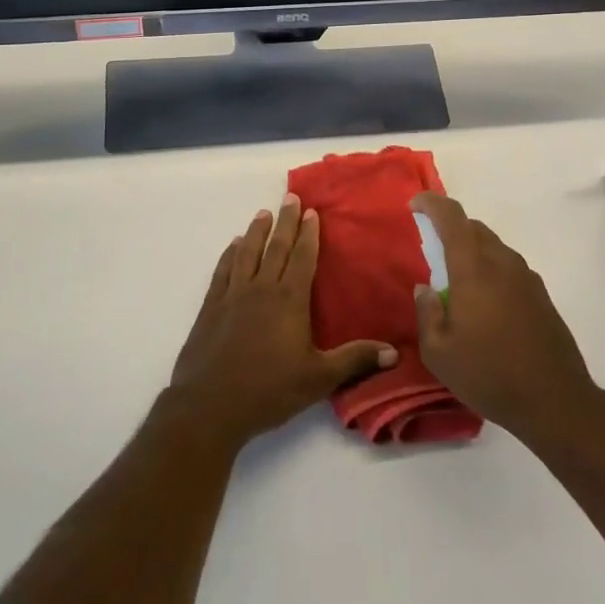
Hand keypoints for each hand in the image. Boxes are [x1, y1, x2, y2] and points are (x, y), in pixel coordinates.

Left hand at [170, 194, 396, 449]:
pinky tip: (233, 246)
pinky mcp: (211, 307)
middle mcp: (262, 288)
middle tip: (290, 198)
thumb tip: (395, 352)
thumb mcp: (319, 378)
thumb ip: (355, 360)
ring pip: (247, 252)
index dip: (309, 233)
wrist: (210, 406)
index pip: (303, 257)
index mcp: (290, 300)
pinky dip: (229, 254)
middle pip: (276, 247)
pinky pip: (223, 271)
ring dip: (257, 231)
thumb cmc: (269, 391)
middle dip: (285, 221)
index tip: (311, 211)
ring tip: (263, 214)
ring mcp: (233, 295)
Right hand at [411, 192, 600, 446]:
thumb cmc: (489, 375)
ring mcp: (526, 277)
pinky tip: (486, 303)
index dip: (432, 204)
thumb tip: (425, 289)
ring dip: (473, 250)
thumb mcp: (439, 353)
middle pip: (474, 228)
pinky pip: (508, 267)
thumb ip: (427, 314)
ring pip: (493, 247)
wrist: (555, 401)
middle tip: (433, 248)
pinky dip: (491, 269)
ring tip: (458, 280)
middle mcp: (502, 262)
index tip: (415, 205)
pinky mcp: (541, 295)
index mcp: (474, 268)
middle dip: (451, 228)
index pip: (452, 217)